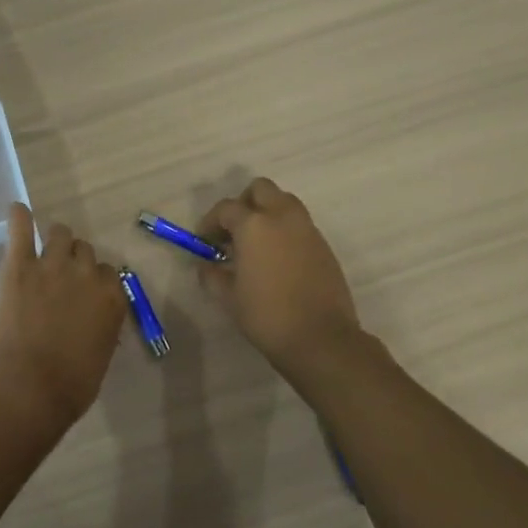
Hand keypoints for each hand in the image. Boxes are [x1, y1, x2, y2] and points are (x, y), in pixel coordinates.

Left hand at [0, 203, 126, 427]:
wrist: (30, 387)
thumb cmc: (71, 385)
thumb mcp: (100, 355)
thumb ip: (101, 328)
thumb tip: (95, 322)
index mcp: (112, 298)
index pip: (109, 274)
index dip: (95, 282)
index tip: (84, 292)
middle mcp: (87, 274)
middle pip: (85, 251)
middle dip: (76, 260)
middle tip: (61, 277)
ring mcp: (52, 265)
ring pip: (60, 233)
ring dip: (55, 240)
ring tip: (43, 250)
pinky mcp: (19, 265)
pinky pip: (21, 229)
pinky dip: (19, 217)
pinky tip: (17, 210)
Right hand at [198, 177, 366, 371]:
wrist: (320, 338)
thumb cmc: (266, 316)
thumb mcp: (228, 297)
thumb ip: (212, 274)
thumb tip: (206, 265)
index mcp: (254, 225)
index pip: (226, 208)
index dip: (210, 222)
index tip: (204, 242)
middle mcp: (282, 217)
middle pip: (261, 189)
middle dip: (243, 204)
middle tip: (233, 231)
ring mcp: (307, 229)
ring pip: (284, 202)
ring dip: (267, 213)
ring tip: (256, 244)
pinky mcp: (324, 245)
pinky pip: (300, 224)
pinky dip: (285, 230)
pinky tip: (277, 260)